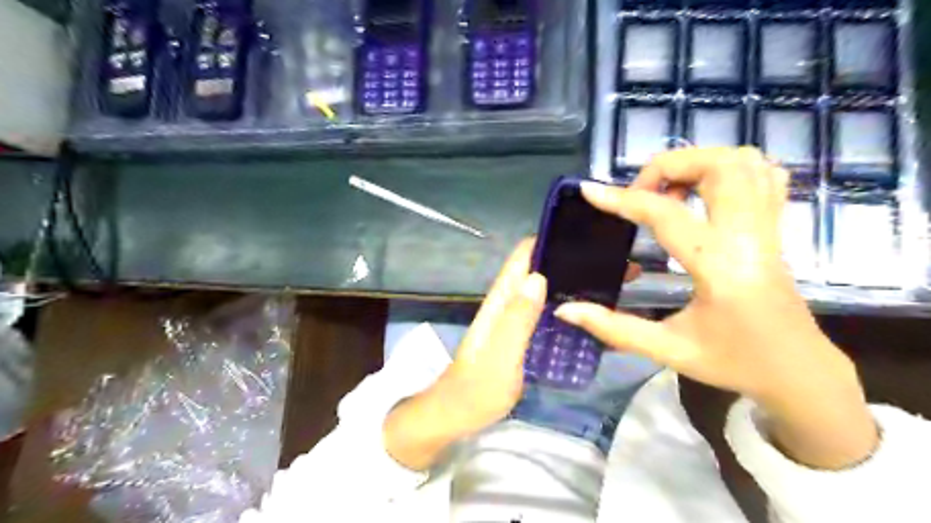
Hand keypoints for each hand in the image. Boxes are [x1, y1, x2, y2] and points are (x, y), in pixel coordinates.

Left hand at [386, 237, 640, 469]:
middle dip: (571, 262)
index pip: (524, 255)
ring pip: (546, 290)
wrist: (457, 415)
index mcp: (501, 299)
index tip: (587, 235)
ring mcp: (516, 320)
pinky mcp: (523, 337)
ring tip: (613, 282)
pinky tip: (593, 315)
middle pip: (539, 269)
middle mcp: (509, 303)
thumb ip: (517, 318)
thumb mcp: (500, 355)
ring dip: (573, 284)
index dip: (551, 239)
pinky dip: (568, 308)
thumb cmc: (477, 388)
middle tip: (615, 263)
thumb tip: (539, 276)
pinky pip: (548, 314)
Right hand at [551, 147, 881, 469]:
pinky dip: (730, 170)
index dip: (622, 200)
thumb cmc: (733, 363)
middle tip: (641, 192)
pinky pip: (764, 177)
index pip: (666, 216)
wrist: (798, 373)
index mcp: (719, 269)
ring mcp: (769, 229)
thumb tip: (566, 310)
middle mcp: (749, 238)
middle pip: (719, 167)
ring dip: (699, 164)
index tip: (590, 190)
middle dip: (669, 167)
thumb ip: (613, 328)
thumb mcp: (667, 350)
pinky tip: (704, 192)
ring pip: (745, 163)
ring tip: (668, 191)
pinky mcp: (777, 230)